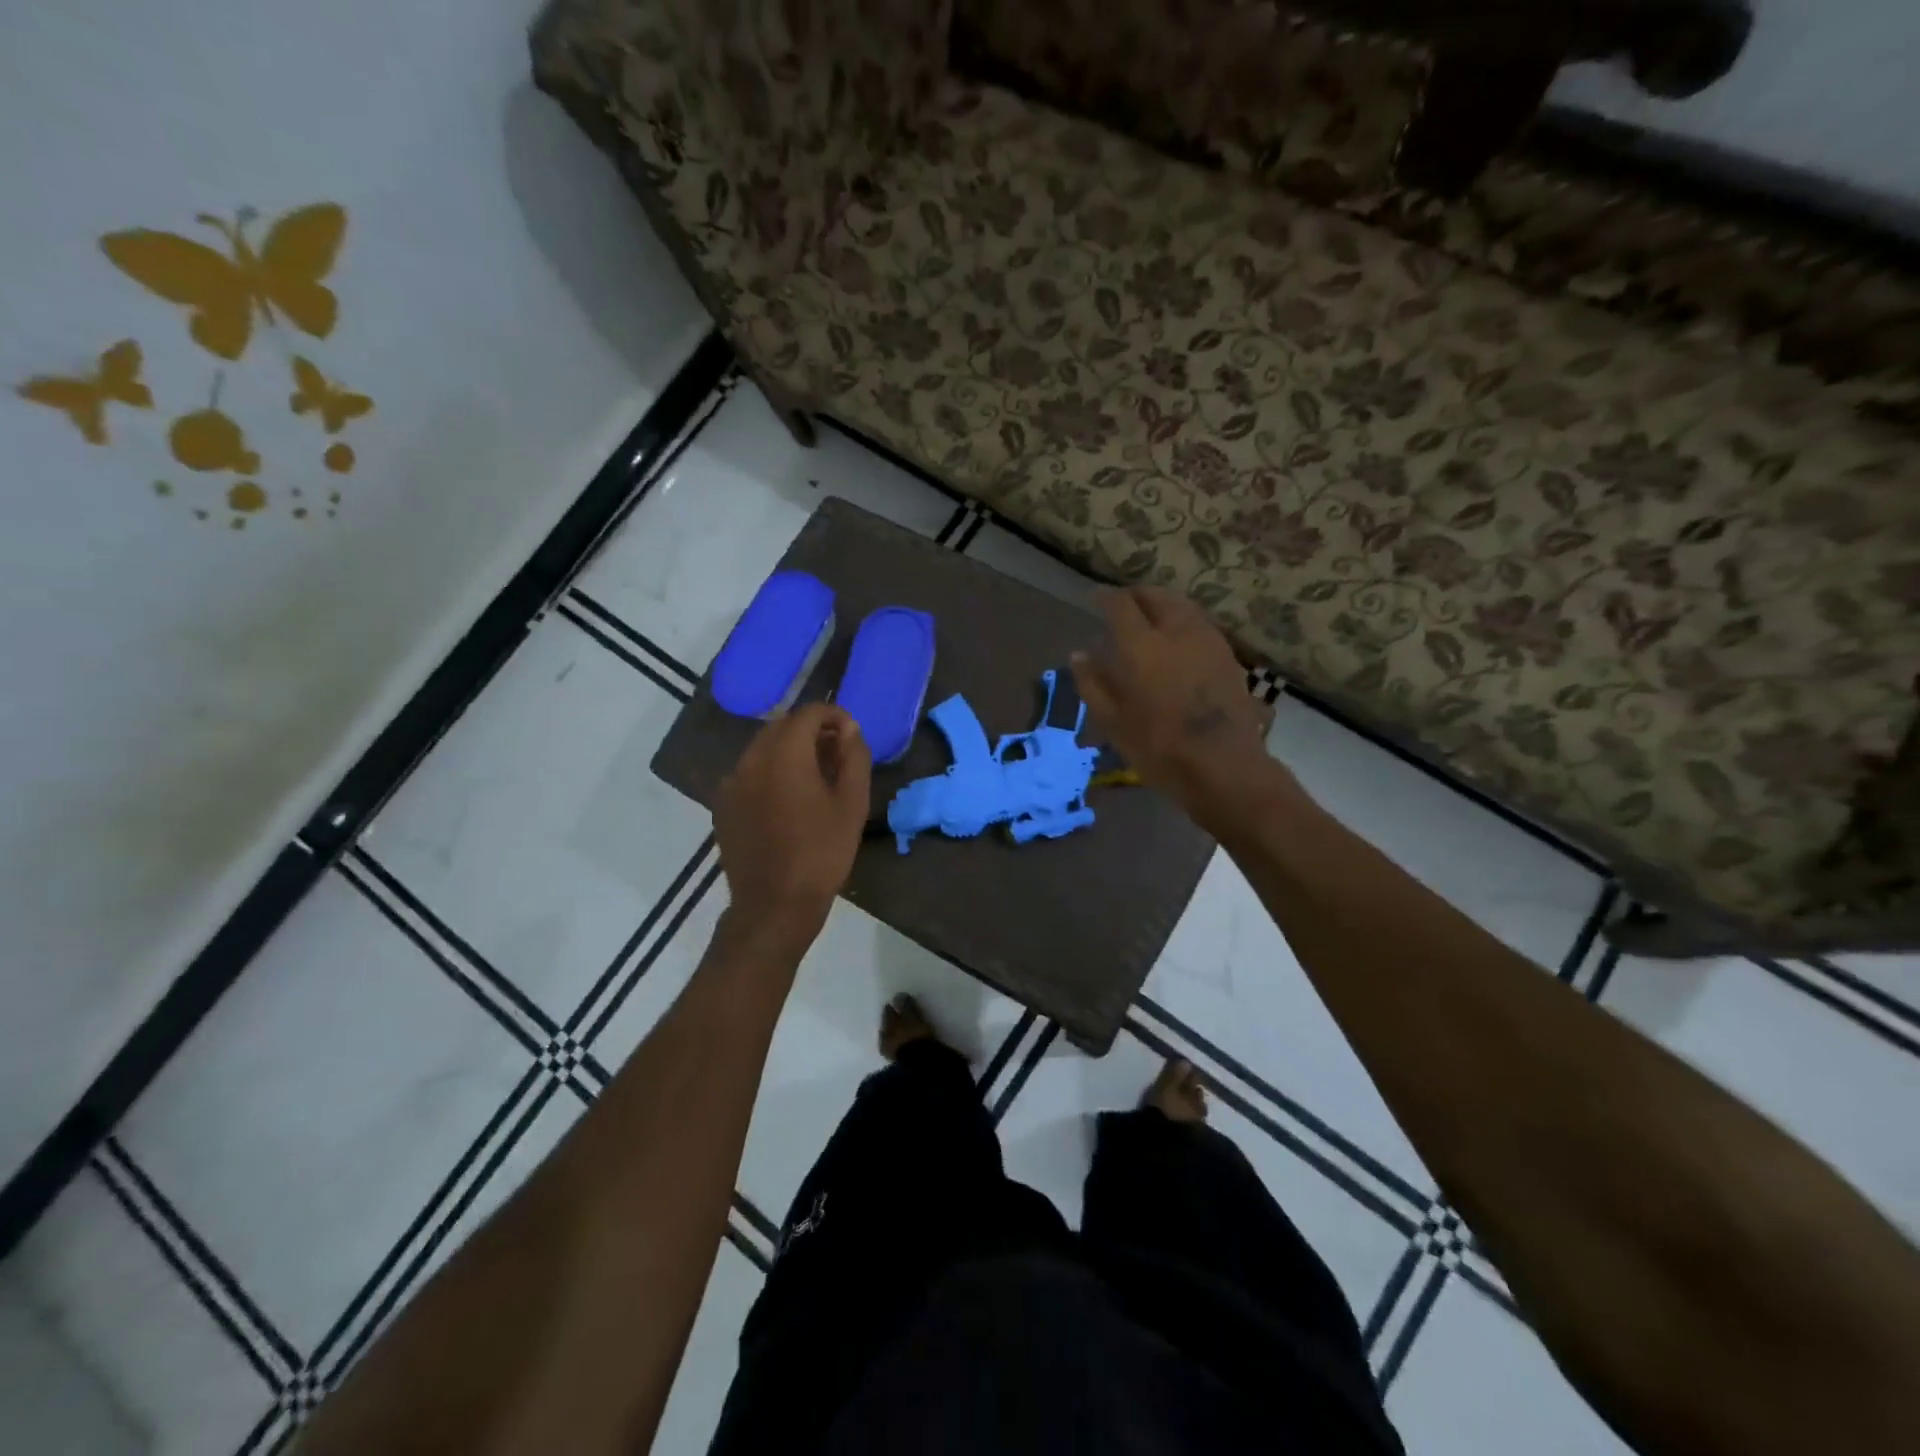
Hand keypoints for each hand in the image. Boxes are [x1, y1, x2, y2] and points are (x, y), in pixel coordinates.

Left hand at [714, 704, 871, 949]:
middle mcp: (751, 759)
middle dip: (811, 731)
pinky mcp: (723, 805)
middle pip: (781, 727)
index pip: (808, 713)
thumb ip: (854, 757)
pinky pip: (749, 773)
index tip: (851, 734)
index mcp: (785, 754)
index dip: (834, 715)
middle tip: (837, 753)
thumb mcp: (852, 803)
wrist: (774, 905)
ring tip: (815, 776)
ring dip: (790, 751)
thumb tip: (849, 729)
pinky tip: (788, 800)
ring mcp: (731, 783)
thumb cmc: (822, 853)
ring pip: (763, 749)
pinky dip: (770, 772)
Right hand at [1072, 586, 1276, 821]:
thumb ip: (1092, 683)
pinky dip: (1182, 622)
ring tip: (1150, 621)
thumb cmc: (1158, 747)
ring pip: (1181, 606)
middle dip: (1136, 596)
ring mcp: (1207, 639)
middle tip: (1122, 607)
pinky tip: (1176, 642)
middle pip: (1156, 595)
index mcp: (1140, 644)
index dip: (1104, 597)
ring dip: (1162, 605)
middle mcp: (1175, 630)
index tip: (1095, 600)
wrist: (1223, 765)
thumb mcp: (1112, 721)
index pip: (1119, 604)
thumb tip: (1079, 655)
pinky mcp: (1227, 655)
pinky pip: (1199, 624)